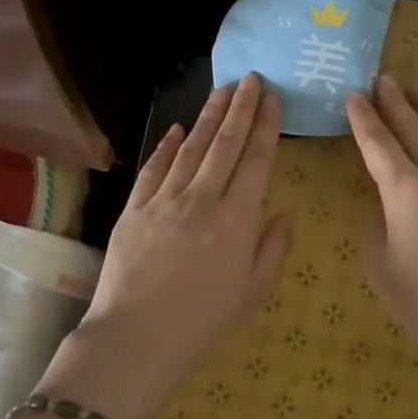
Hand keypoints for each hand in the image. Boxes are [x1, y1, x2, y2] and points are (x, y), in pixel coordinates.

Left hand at [41, 74, 291, 418]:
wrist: (135, 339)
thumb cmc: (202, 322)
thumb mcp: (253, 292)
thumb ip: (273, 249)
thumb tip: (283, 213)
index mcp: (237, 219)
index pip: (256, 160)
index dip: (266, 127)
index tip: (273, 99)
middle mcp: (202, 199)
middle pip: (225, 143)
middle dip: (240, 108)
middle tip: (251, 79)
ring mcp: (164, 200)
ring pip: (191, 147)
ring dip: (208, 116)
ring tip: (222, 91)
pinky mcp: (134, 208)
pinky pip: (154, 168)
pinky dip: (167, 145)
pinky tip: (176, 128)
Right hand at [346, 76, 417, 370]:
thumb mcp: (380, 262)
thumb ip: (378, 220)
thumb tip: (386, 202)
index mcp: (405, 192)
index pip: (379, 144)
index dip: (363, 119)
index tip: (353, 96)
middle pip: (413, 128)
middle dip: (394, 102)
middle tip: (381, 80)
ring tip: (416, 86)